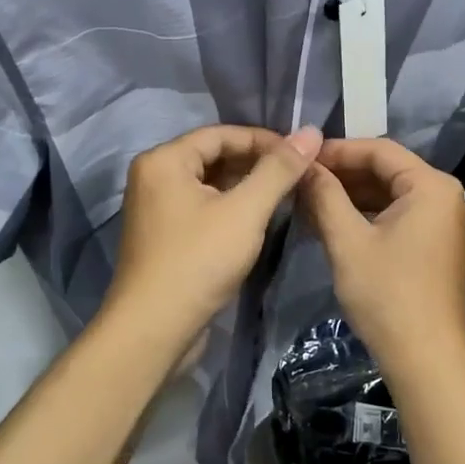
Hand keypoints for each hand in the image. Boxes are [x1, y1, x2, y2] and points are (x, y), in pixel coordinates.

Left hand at [105, 124, 322, 346]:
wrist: (153, 331)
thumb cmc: (198, 261)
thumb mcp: (245, 211)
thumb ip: (279, 170)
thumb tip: (311, 132)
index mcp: (164, 160)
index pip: (221, 134)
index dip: (264, 140)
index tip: (301, 154)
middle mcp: (154, 177)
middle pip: (214, 157)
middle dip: (257, 163)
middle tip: (298, 175)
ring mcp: (156, 209)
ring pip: (210, 184)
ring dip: (247, 187)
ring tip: (286, 195)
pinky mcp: (164, 237)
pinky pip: (203, 208)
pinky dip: (231, 208)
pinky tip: (259, 221)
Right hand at [295, 138, 464, 383]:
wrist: (427, 362)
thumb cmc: (387, 295)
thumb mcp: (348, 241)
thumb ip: (325, 196)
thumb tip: (303, 165)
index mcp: (431, 186)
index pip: (379, 150)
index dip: (337, 150)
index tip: (301, 158)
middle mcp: (444, 195)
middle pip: (386, 170)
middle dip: (342, 174)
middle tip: (300, 180)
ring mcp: (443, 221)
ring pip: (390, 194)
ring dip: (351, 196)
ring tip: (308, 200)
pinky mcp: (436, 245)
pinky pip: (398, 216)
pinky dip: (366, 216)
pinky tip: (332, 223)